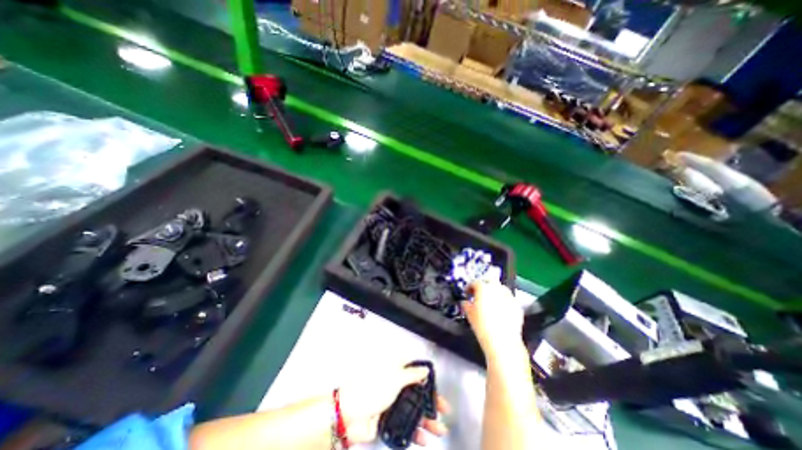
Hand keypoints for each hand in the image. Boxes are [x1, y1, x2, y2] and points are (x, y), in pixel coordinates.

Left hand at [338, 368, 449, 443]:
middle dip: (431, 401)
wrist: (350, 414)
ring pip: (413, 410)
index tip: (437, 385)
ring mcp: (392, 403)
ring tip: (440, 430)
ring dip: (427, 420)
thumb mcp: (394, 377)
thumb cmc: (372, 388)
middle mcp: (395, 385)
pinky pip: (405, 425)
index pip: (415, 371)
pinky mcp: (389, 420)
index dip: (427, 377)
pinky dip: (415, 432)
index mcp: (395, 370)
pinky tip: (424, 439)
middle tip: (444, 410)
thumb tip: (425, 370)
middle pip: (417, 392)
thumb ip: (412, 374)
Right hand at [461, 281, 523, 358]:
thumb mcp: (469, 314)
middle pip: (489, 281)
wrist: (502, 342)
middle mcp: (497, 289)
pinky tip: (499, 309)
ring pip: (500, 289)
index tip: (467, 292)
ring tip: (490, 301)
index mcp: (483, 288)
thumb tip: (465, 302)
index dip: (469, 287)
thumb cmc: (483, 326)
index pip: (475, 282)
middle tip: (478, 294)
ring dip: (494, 292)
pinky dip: (503, 301)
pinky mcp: (517, 306)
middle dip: (483, 285)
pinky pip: (508, 299)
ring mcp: (508, 296)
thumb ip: (466, 304)